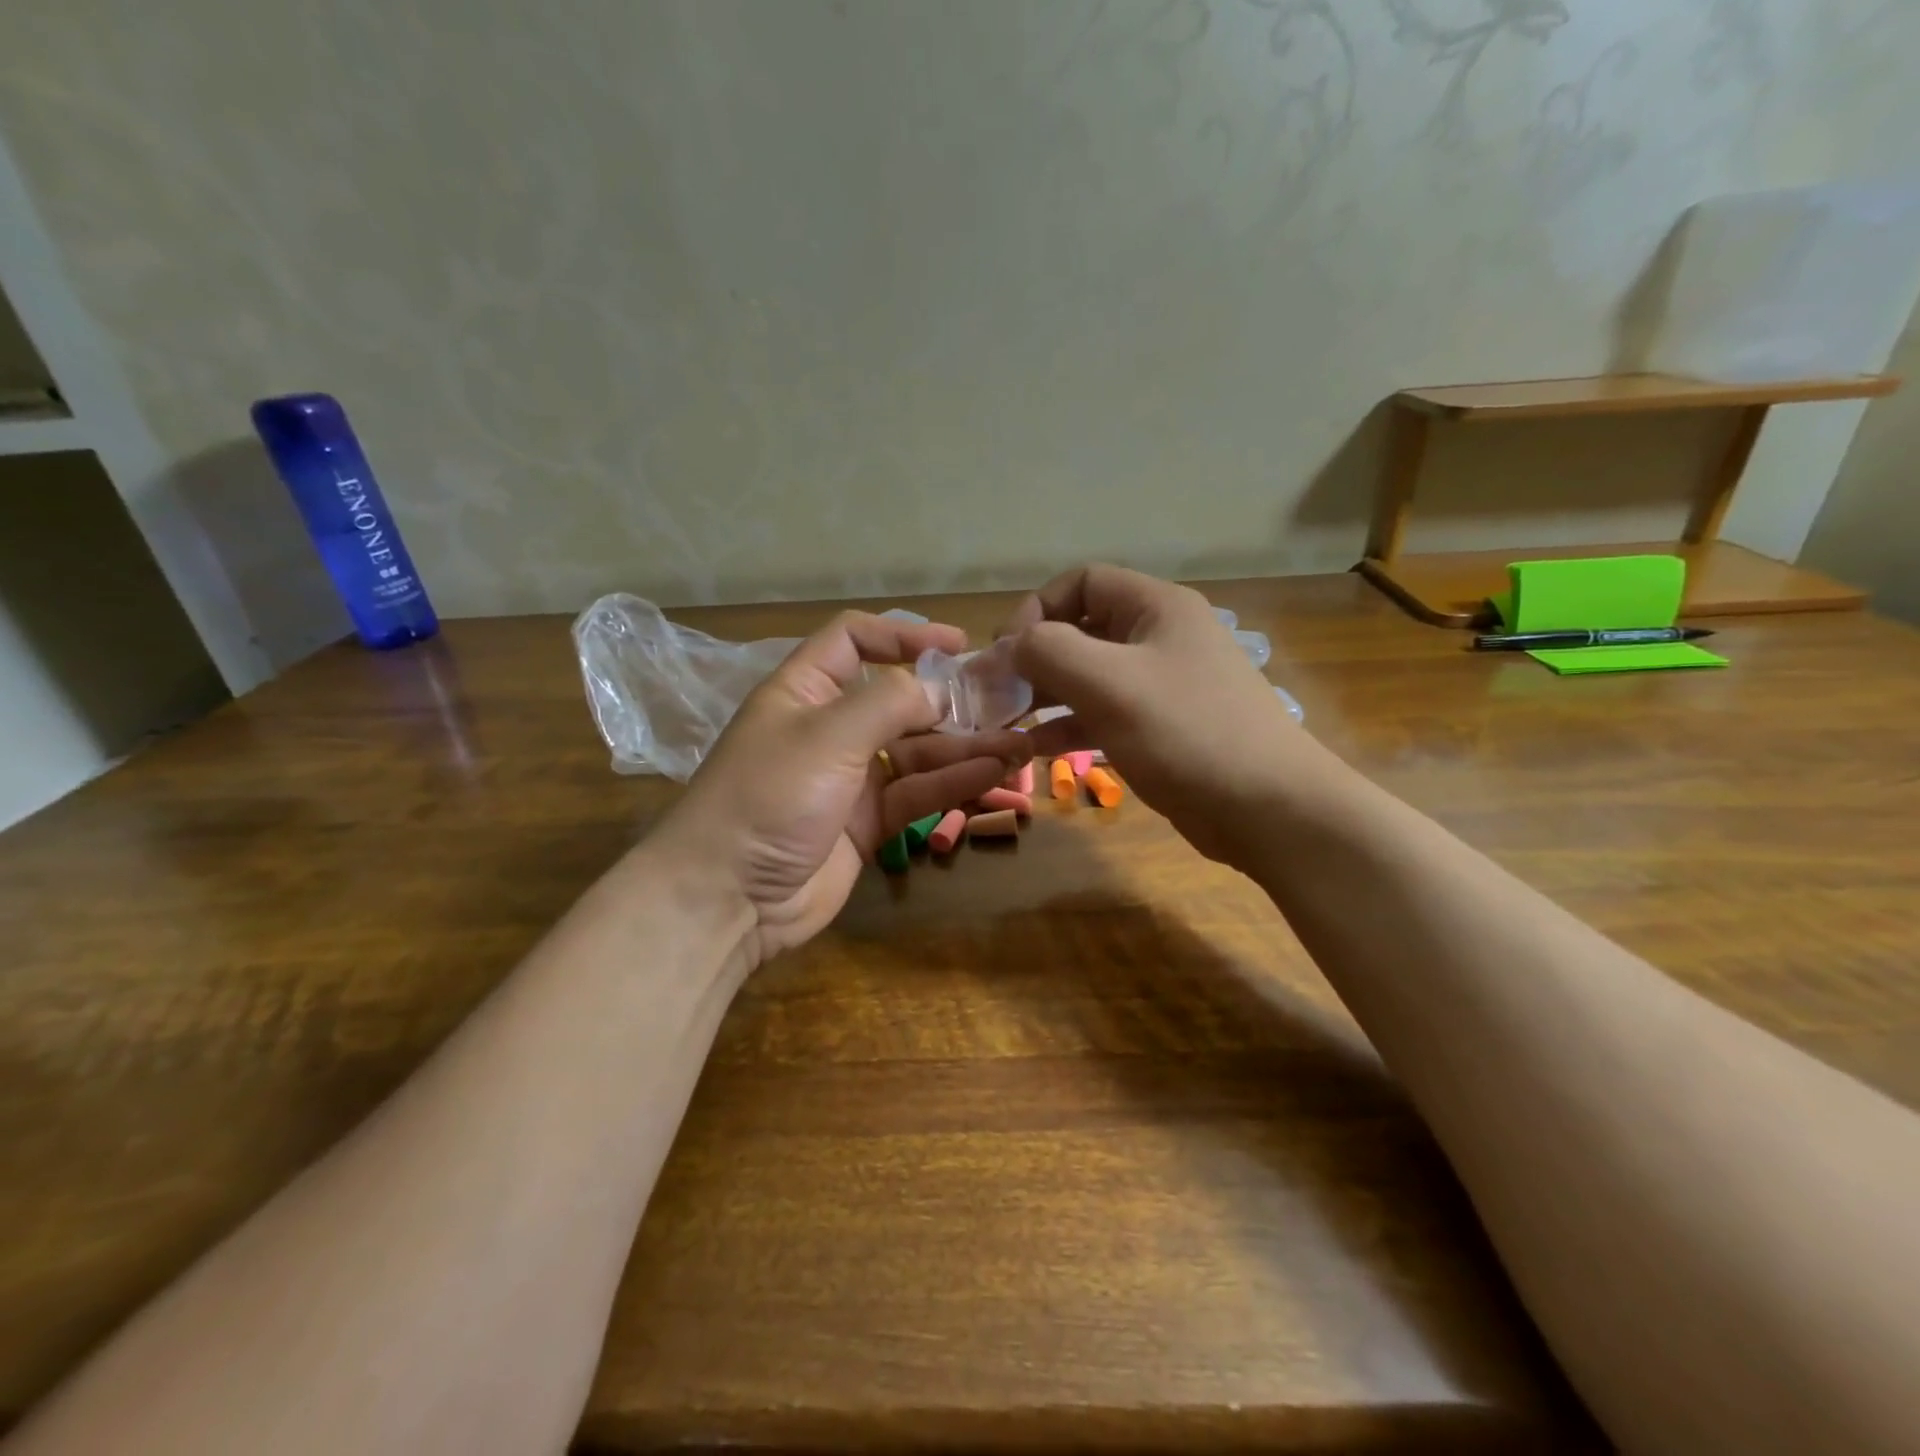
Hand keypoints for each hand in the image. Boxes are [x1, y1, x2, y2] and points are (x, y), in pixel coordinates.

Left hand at [658, 611, 1032, 966]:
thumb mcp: (828, 734)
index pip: (854, 641)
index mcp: (805, 691)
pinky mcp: (867, 821)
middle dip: (949, 700)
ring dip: (964, 745)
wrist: (728, 897)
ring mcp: (849, 778)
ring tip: (1018, 742)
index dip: (903, 634)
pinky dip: (953, 783)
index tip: (959, 644)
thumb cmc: (770, 795)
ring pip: (916, 751)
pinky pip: (917, 792)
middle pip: (897, 700)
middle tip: (1005, 702)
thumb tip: (939, 690)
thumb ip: (889, 703)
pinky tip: (994, 773)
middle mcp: (829, 728)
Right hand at [1005, 564, 1315, 865]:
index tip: (1007, 651)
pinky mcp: (1161, 728)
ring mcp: (1162, 685)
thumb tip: (1012, 645)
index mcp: (1156, 608)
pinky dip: (1068, 725)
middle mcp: (1159, 637)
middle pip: (1082, 629)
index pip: (1082, 582)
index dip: (1037, 608)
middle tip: (997, 692)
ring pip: (1089, 676)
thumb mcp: (1108, 683)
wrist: (1268, 808)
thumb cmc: (1186, 732)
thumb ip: (1049, 651)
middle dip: (1035, 657)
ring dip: (1045, 694)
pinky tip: (1036, 748)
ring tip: (1006, 722)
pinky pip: (1103, 713)